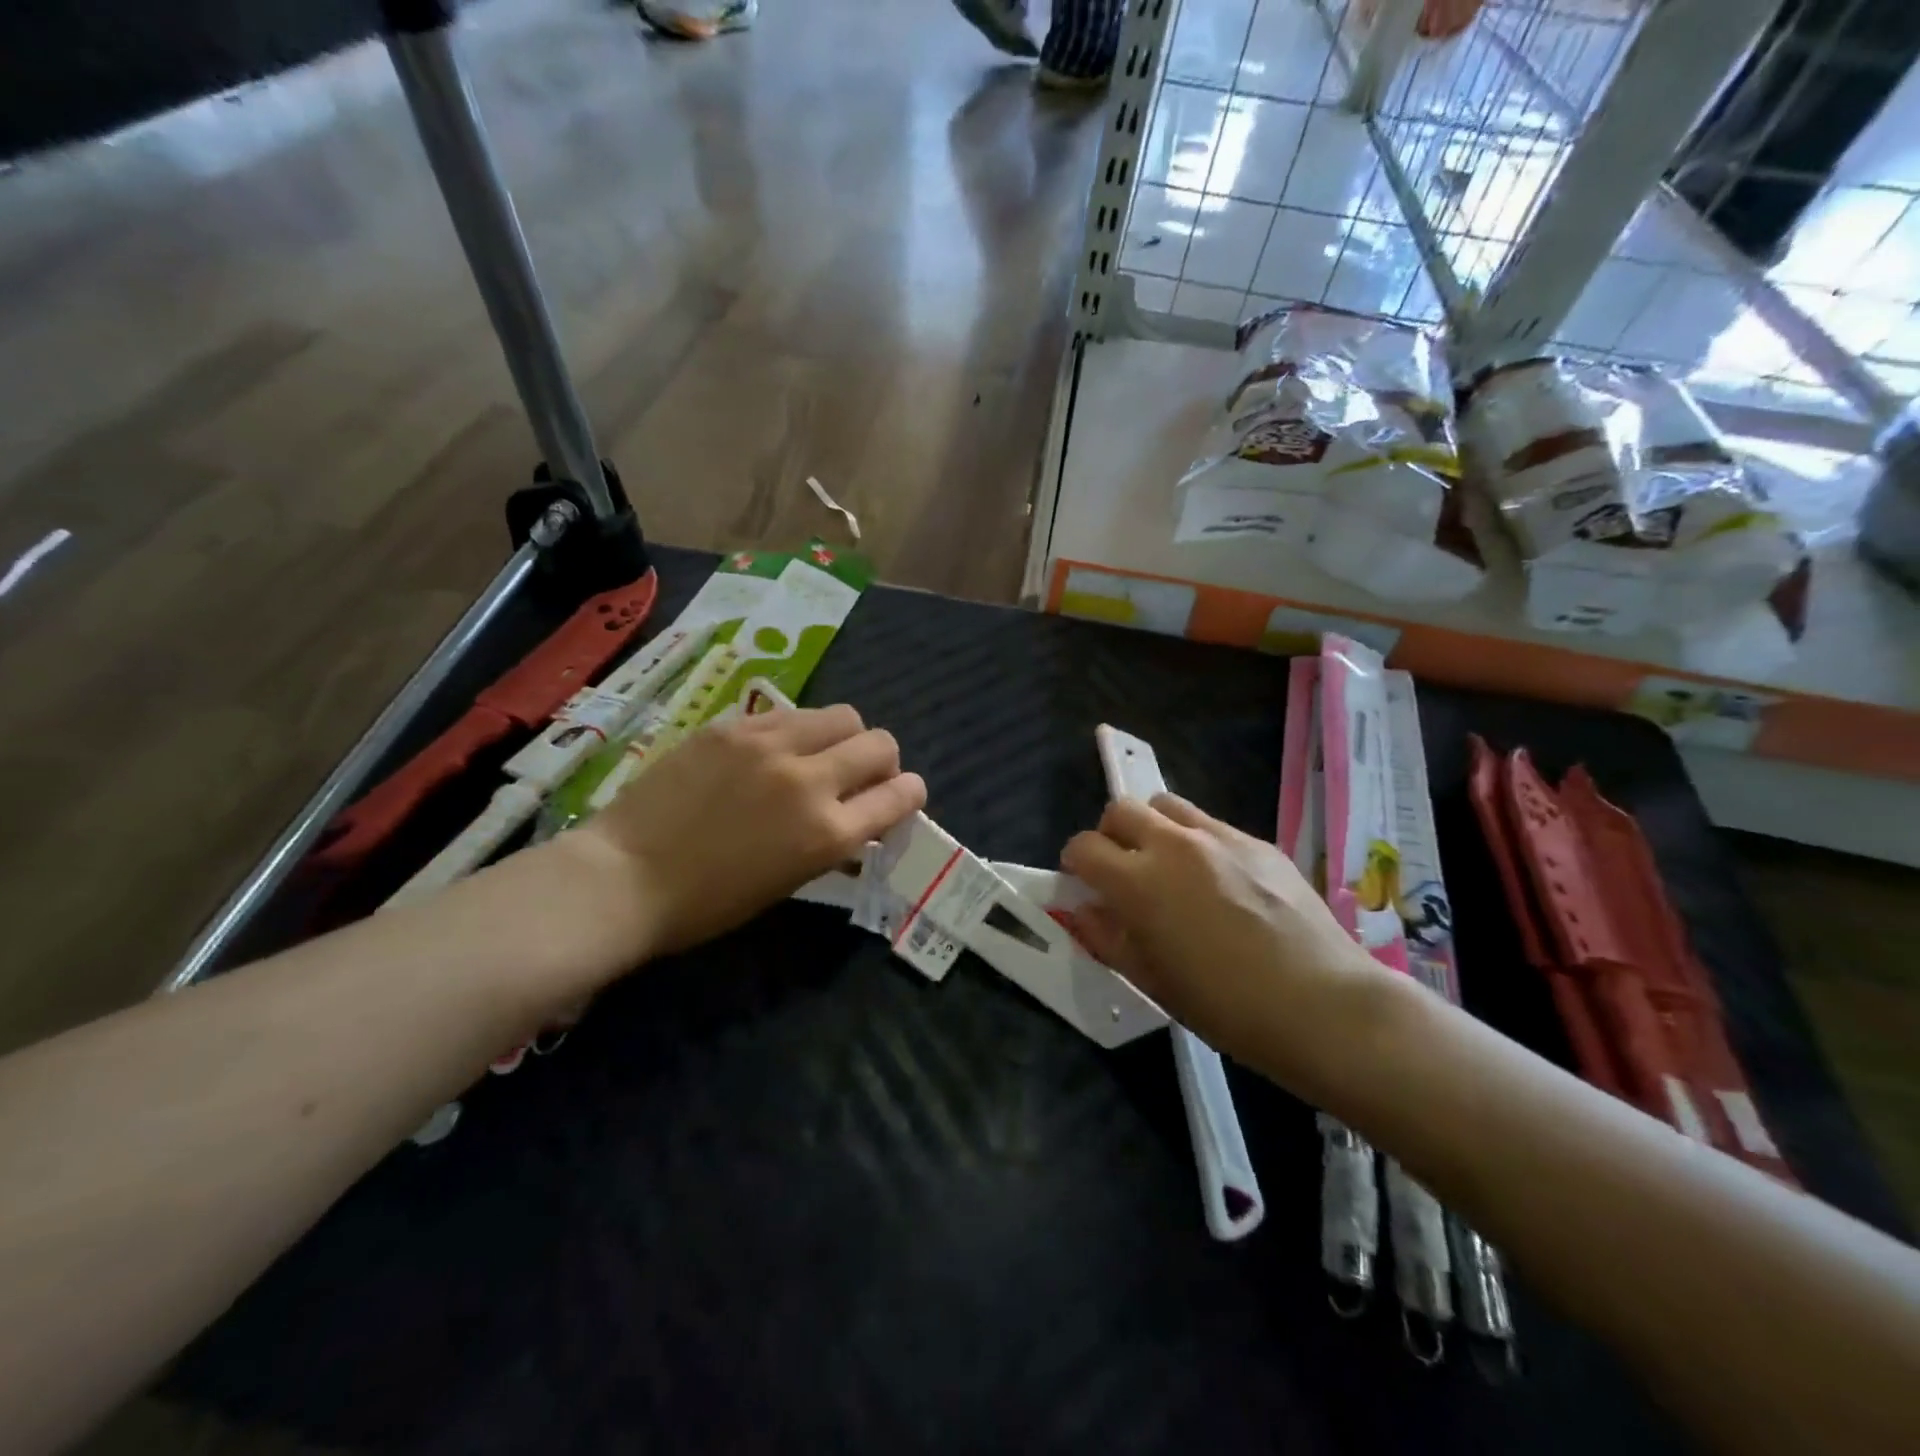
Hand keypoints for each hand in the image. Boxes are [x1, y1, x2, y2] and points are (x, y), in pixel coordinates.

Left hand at [574, 704, 926, 958]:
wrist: (624, 877)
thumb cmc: (708, 902)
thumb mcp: (790, 879)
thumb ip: (832, 838)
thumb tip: (855, 814)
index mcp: (828, 832)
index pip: (901, 794)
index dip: (910, 793)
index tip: (901, 796)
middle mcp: (810, 780)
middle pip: (880, 743)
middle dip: (884, 761)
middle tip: (862, 775)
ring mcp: (770, 745)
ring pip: (841, 716)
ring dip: (845, 736)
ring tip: (820, 754)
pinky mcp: (734, 726)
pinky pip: (790, 714)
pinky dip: (799, 731)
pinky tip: (774, 750)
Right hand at [1060, 794, 1384, 1085]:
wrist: (1323, 1005)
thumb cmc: (1226, 1006)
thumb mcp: (1152, 980)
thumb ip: (1107, 937)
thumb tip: (1083, 910)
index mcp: (1138, 881)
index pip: (1084, 847)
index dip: (1076, 865)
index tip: (1085, 886)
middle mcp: (1173, 844)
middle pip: (1121, 810)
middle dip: (1110, 835)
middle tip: (1124, 871)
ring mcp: (1219, 837)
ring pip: (1166, 805)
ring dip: (1153, 827)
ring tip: (1168, 867)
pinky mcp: (1257, 841)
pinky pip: (1210, 824)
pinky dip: (1196, 841)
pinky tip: (1219, 882)